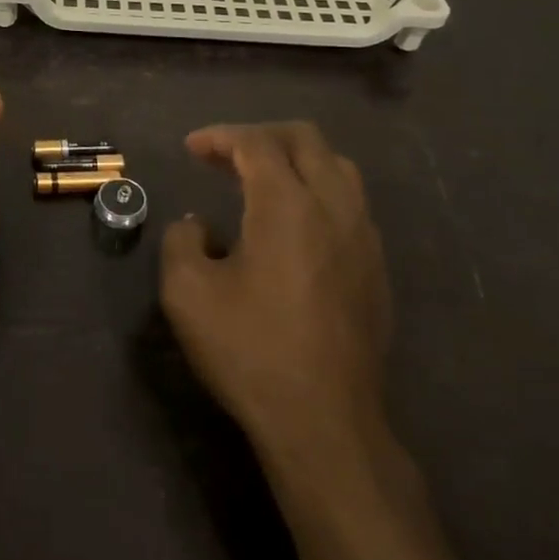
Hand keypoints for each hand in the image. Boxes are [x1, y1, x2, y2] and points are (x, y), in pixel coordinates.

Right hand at [160, 122, 391, 450]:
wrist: (325, 424)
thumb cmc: (250, 351)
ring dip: (295, 159)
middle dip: (260, 135)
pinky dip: (317, 190)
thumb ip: (181, 241)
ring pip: (337, 167)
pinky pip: (350, 204)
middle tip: (225, 155)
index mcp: (287, 205)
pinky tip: (293, 224)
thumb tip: (198, 226)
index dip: (220, 136)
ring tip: (260, 180)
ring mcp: (363, 238)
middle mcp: (334, 207)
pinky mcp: (376, 268)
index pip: (256, 143)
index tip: (191, 148)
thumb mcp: (187, 294)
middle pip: (305, 139)